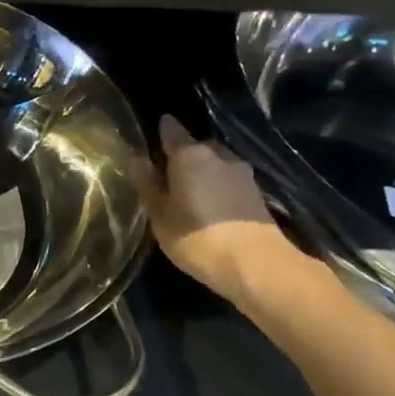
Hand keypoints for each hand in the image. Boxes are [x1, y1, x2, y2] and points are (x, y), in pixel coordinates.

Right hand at [135, 113, 298, 302]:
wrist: (256, 265)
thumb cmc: (198, 237)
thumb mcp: (160, 215)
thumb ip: (147, 185)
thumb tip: (137, 160)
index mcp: (189, 155)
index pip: (171, 130)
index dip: (161, 131)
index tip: (152, 138)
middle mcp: (217, 154)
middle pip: (195, 146)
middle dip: (182, 156)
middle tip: (166, 176)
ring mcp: (241, 172)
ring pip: (214, 163)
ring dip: (202, 172)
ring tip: (189, 193)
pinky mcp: (257, 192)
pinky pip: (228, 180)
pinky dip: (217, 186)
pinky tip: (210, 206)